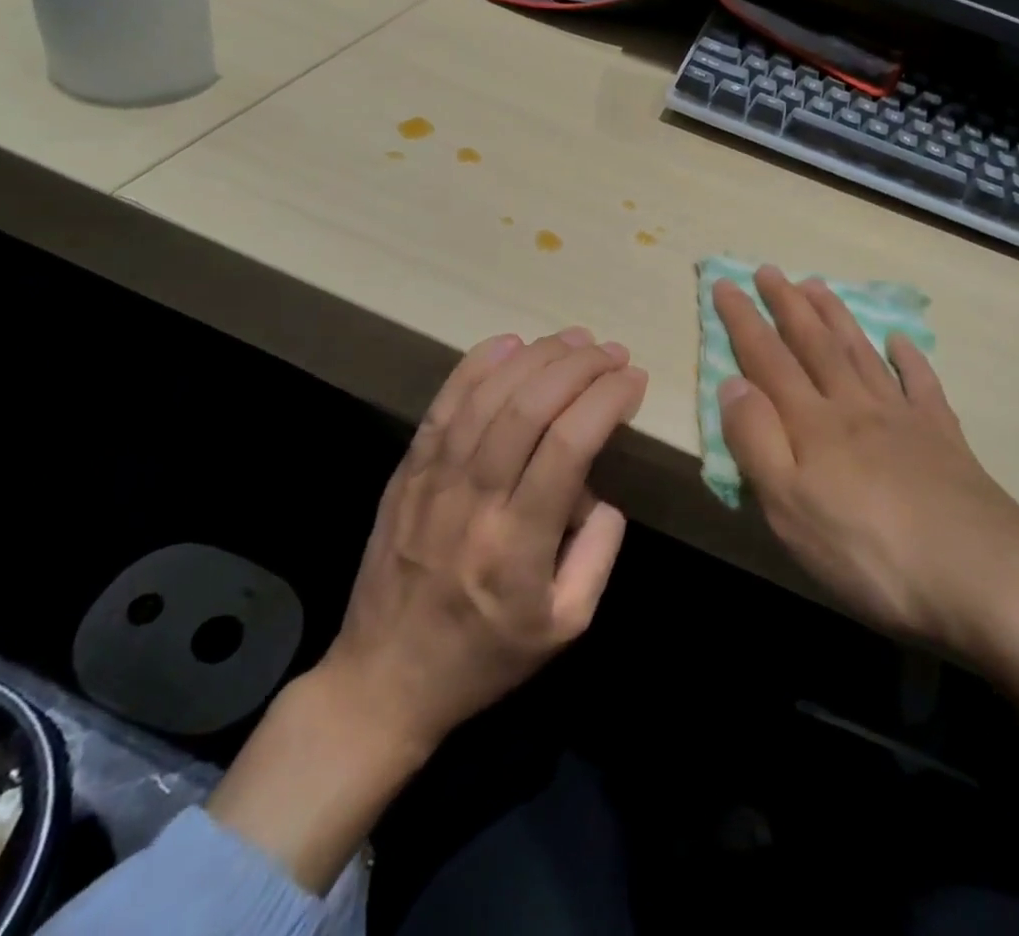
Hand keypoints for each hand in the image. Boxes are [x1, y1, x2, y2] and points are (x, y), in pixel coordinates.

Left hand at [326, 327, 645, 750]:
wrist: (384, 679)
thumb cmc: (485, 656)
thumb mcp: (566, 625)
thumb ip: (599, 553)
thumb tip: (600, 489)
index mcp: (518, 544)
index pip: (568, 445)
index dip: (606, 400)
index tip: (634, 380)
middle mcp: (474, 500)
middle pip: (529, 407)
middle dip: (579, 367)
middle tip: (613, 351)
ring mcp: (433, 479)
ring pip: (487, 396)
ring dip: (536, 357)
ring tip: (575, 340)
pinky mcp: (408, 470)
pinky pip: (444, 405)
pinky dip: (477, 365)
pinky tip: (510, 342)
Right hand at [711, 266, 1018, 665]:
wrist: (982, 574)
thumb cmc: (869, 551)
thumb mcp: (789, 506)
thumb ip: (756, 441)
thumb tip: (732, 383)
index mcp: (813, 423)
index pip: (767, 359)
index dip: (744, 321)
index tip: (725, 282)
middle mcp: (855, 406)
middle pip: (815, 344)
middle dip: (787, 304)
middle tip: (770, 270)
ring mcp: (903, 418)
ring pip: (861, 352)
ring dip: (835, 317)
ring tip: (818, 286)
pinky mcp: (944, 438)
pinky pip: (922, 384)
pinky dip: (909, 358)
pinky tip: (901, 340)